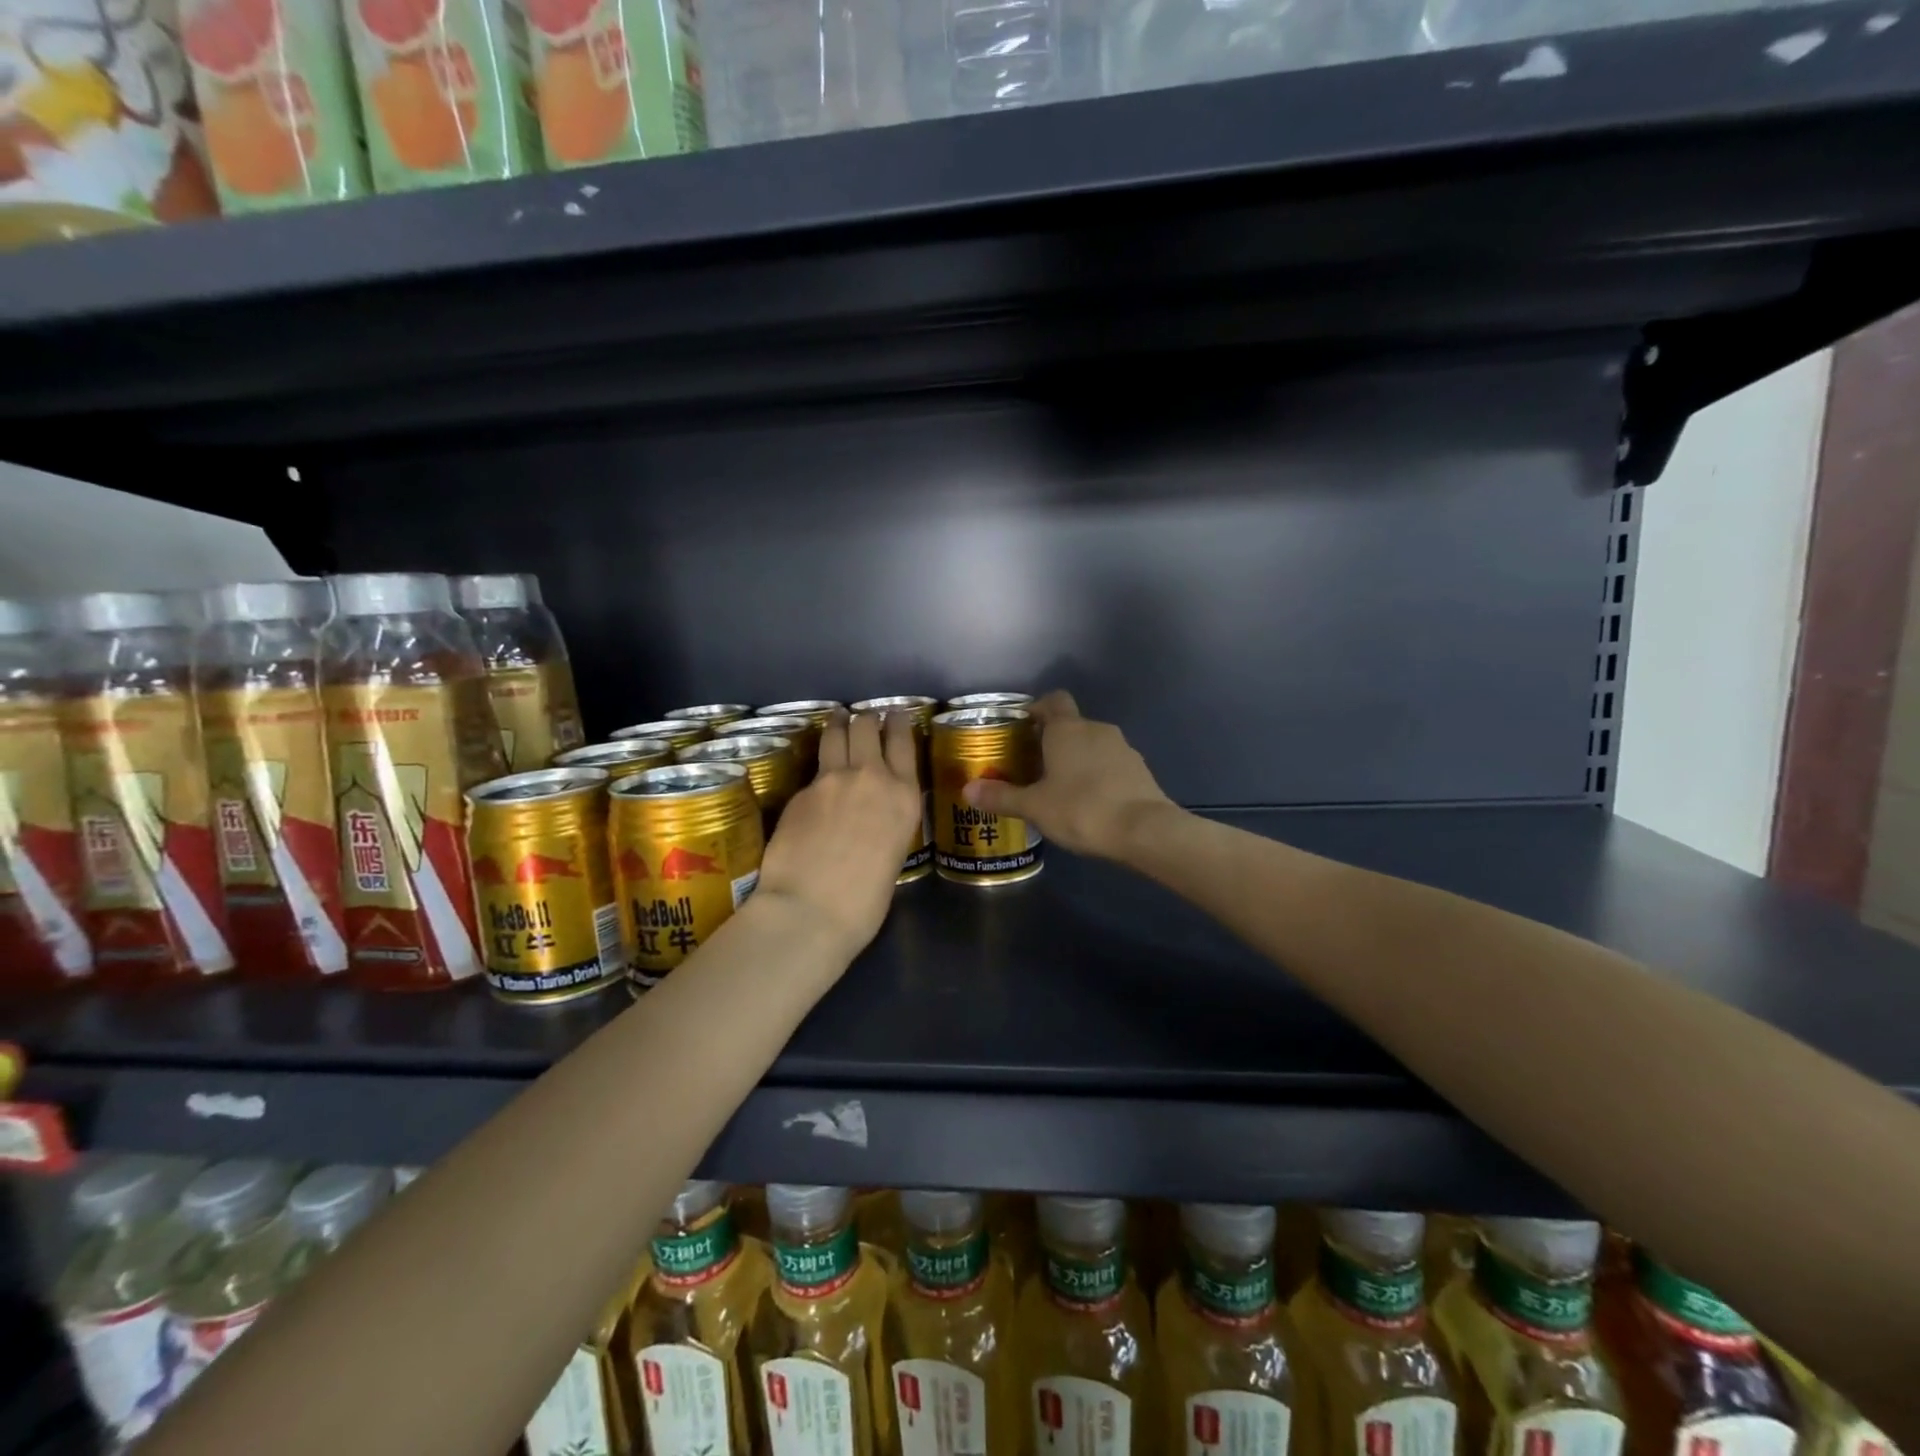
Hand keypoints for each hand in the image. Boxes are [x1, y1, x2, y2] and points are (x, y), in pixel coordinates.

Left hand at [754, 711, 923, 964]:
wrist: (810, 910)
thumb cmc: (865, 901)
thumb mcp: (894, 852)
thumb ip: (886, 820)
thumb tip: (872, 812)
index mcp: (904, 796)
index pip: (903, 741)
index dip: (898, 721)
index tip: (895, 713)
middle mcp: (870, 776)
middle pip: (867, 726)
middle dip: (866, 718)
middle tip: (864, 718)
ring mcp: (831, 779)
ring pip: (835, 733)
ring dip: (838, 723)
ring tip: (837, 718)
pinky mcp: (800, 790)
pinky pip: (814, 769)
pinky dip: (818, 764)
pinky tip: (816, 773)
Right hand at [962, 691, 1176, 859]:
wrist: (1145, 830)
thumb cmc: (1082, 809)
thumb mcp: (1035, 806)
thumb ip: (1001, 796)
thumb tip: (967, 789)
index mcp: (1068, 729)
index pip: (1053, 700)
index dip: (1037, 709)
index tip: (1022, 728)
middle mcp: (1097, 729)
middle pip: (1071, 725)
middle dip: (1052, 741)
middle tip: (1032, 766)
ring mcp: (1123, 748)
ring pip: (1092, 745)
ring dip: (1077, 759)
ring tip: (1059, 788)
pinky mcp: (1139, 770)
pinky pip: (1111, 764)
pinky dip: (1098, 775)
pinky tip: (1088, 802)